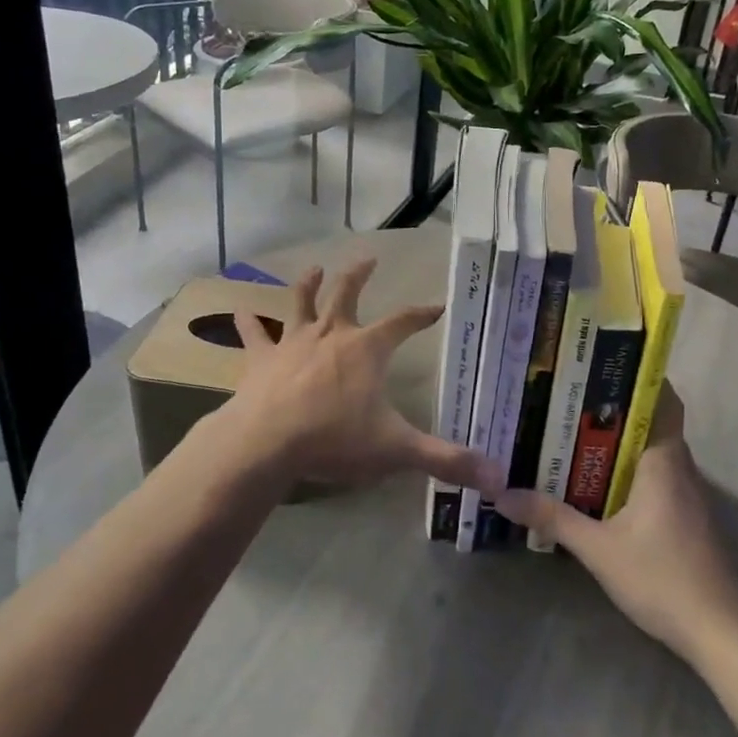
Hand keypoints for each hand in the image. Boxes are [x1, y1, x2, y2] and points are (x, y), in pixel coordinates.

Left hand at [219, 258, 503, 494]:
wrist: (266, 442)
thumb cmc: (334, 438)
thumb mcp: (396, 450)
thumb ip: (446, 460)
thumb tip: (498, 478)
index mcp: (367, 348)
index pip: (403, 322)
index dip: (422, 314)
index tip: (437, 306)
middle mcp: (332, 334)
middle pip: (347, 294)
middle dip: (359, 275)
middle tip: (369, 258)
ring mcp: (294, 342)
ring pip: (302, 303)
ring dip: (308, 284)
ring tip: (313, 268)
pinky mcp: (262, 359)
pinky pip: (254, 335)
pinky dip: (248, 323)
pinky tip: (239, 311)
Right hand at [494, 386, 737, 658]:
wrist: (720, 634)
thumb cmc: (662, 578)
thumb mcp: (598, 549)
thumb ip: (552, 518)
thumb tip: (503, 495)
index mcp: (664, 461)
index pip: (662, 399)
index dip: (638, 377)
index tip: (599, 364)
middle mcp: (680, 468)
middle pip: (652, 421)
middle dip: (614, 407)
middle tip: (569, 397)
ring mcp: (687, 494)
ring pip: (653, 450)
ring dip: (621, 440)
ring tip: (574, 431)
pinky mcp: (687, 518)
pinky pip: (656, 475)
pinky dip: (629, 468)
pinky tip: (599, 482)